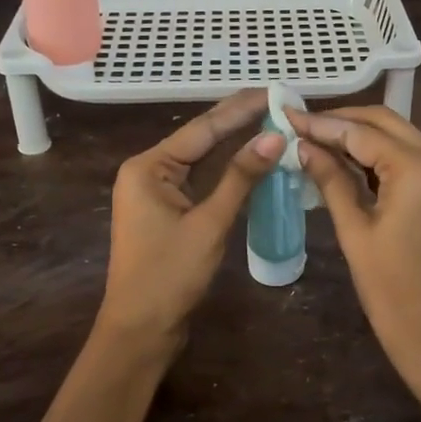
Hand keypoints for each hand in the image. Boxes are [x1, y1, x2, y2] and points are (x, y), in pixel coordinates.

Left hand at [99, 91, 285, 344]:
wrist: (140, 329)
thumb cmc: (169, 275)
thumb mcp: (209, 223)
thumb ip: (241, 178)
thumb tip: (274, 137)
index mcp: (149, 167)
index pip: (203, 128)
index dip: (241, 109)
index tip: (274, 92)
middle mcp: (148, 171)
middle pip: (201, 140)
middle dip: (240, 122)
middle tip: (280, 104)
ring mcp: (157, 192)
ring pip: (203, 161)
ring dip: (236, 146)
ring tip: (274, 123)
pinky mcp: (168, 212)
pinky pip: (202, 182)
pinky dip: (228, 173)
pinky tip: (254, 161)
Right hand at [291, 107, 420, 411]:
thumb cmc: (391, 292)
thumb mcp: (355, 232)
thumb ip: (331, 180)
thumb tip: (303, 146)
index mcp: (419, 171)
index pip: (363, 132)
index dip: (323, 124)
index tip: (289, 115)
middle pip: (388, 123)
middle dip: (345, 121)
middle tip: (304, 126)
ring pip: (404, 137)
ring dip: (365, 136)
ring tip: (321, 141)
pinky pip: (417, 158)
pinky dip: (386, 155)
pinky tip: (354, 162)